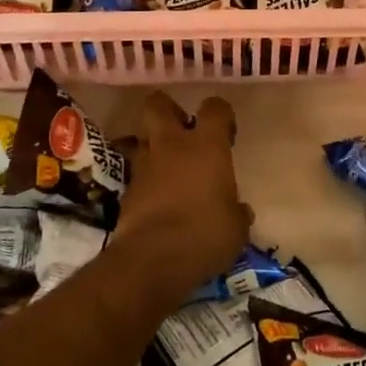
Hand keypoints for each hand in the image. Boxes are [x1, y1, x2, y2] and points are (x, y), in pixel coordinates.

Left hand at [111, 92, 250, 302]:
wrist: (152, 260)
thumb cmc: (205, 235)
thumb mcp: (236, 227)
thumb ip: (236, 211)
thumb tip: (239, 210)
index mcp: (206, 146)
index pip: (214, 108)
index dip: (221, 114)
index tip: (226, 134)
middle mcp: (172, 145)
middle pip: (158, 105)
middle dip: (169, 110)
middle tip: (183, 132)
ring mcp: (144, 166)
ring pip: (141, 136)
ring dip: (154, 145)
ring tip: (167, 166)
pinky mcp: (126, 190)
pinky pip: (136, 172)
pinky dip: (145, 179)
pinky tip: (156, 197)